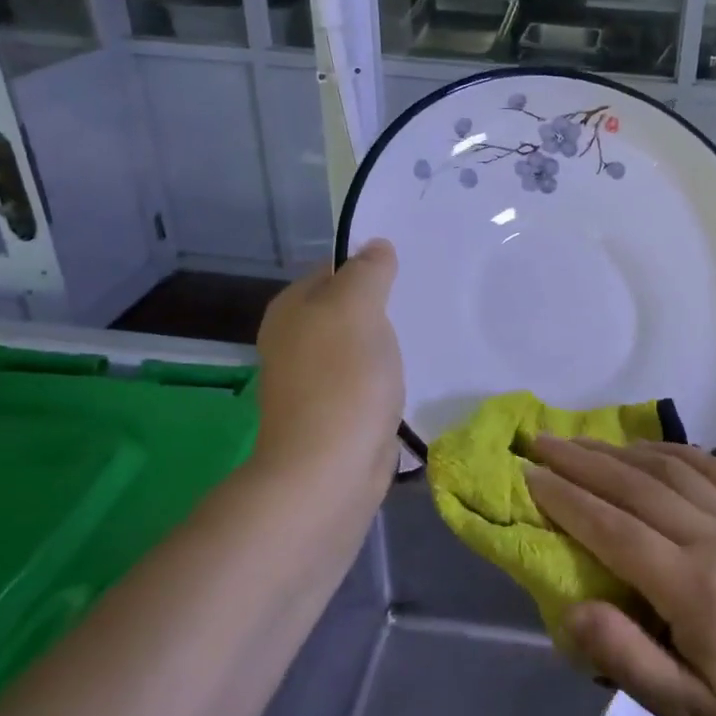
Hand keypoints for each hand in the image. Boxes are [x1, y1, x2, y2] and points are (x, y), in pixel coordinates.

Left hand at [252, 240, 403, 500]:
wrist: (330, 469)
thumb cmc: (343, 380)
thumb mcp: (356, 308)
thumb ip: (368, 272)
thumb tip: (376, 246)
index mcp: (292, 308)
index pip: (334, 268)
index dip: (369, 266)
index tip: (409, 271)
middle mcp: (295, 339)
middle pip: (346, 308)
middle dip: (382, 307)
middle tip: (423, 302)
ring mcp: (314, 379)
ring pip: (358, 345)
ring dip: (385, 344)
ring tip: (423, 337)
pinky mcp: (335, 412)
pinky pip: (365, 379)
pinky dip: (385, 377)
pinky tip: (409, 378)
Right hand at [526, 436, 715, 715]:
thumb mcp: (686, 715)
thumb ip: (626, 659)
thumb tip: (572, 609)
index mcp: (698, 588)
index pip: (616, 530)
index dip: (567, 499)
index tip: (528, 474)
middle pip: (638, 487)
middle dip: (582, 462)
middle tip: (540, 441)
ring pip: (672, 469)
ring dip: (620, 450)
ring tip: (579, 440)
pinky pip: (711, 468)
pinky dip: (672, 450)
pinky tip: (645, 448)